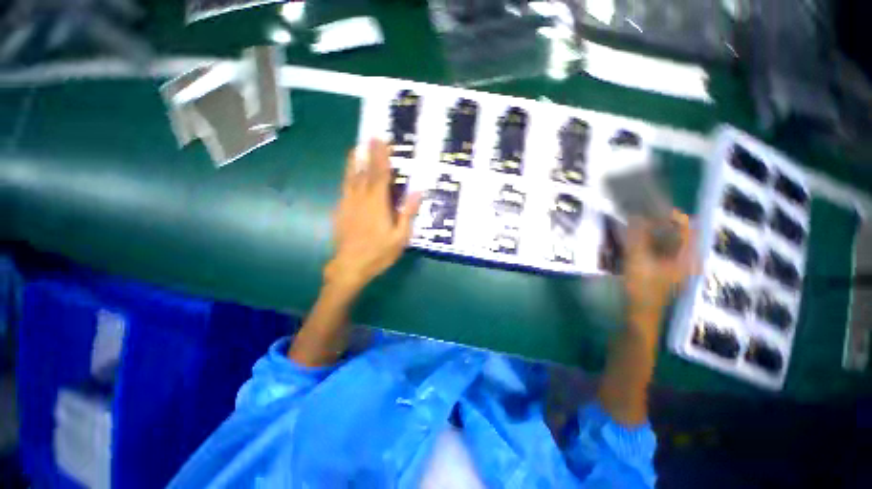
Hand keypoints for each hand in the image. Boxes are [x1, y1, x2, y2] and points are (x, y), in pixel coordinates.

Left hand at [323, 139, 421, 296]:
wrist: (350, 266)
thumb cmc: (379, 253)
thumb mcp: (400, 237)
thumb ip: (407, 213)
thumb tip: (417, 191)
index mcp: (377, 204)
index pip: (380, 174)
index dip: (382, 157)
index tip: (382, 141)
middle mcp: (361, 199)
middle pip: (365, 172)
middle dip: (369, 154)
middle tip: (370, 138)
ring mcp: (348, 204)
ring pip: (351, 178)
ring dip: (354, 162)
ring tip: (356, 149)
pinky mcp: (340, 211)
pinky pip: (345, 188)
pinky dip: (349, 178)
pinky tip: (351, 176)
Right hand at [624, 210, 696, 326]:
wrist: (639, 314)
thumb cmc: (642, 289)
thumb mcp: (637, 260)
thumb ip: (637, 237)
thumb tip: (635, 215)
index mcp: (686, 257)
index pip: (687, 227)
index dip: (672, 214)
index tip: (651, 207)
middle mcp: (685, 259)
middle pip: (676, 233)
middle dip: (658, 222)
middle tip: (639, 215)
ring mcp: (675, 265)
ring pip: (667, 241)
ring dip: (652, 231)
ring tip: (634, 225)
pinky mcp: (664, 270)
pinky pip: (659, 249)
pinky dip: (649, 241)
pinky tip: (634, 240)